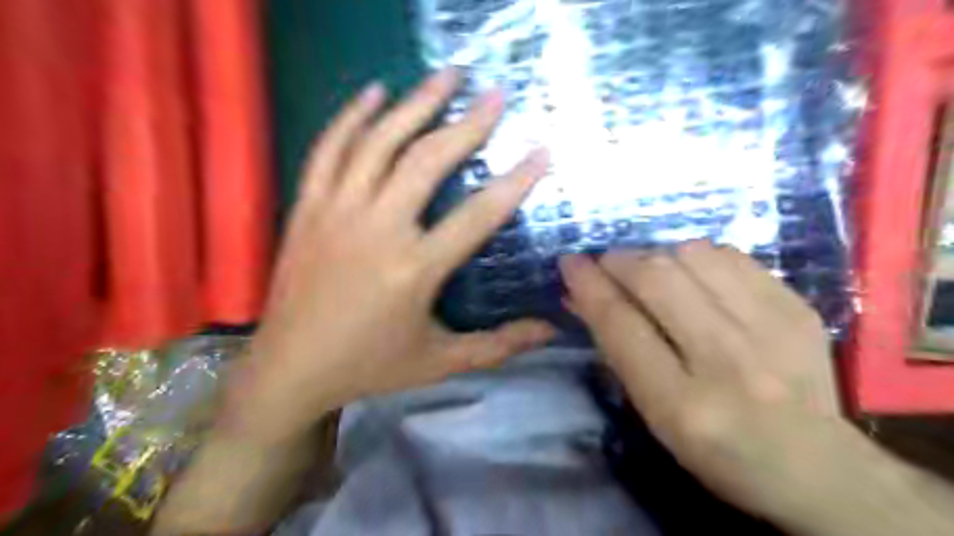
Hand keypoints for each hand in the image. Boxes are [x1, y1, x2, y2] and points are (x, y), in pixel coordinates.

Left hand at [230, 66, 556, 444]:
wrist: (290, 368)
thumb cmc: (370, 365)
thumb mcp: (440, 361)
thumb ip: (498, 344)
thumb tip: (551, 331)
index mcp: (413, 270)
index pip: (477, 215)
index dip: (515, 182)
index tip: (541, 152)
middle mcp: (376, 231)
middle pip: (426, 161)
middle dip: (466, 124)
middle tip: (494, 94)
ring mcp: (337, 212)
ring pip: (378, 142)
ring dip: (415, 104)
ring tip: (446, 76)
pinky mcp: (309, 208)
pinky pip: (329, 149)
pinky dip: (351, 116)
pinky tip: (375, 92)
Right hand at [560, 244, 899, 527]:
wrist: (817, 465)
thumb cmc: (715, 449)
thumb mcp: (653, 413)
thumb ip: (617, 349)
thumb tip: (582, 295)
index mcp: (681, 403)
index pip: (621, 324)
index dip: (589, 285)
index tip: (570, 262)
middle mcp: (727, 360)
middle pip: (656, 278)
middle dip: (620, 260)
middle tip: (609, 264)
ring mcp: (771, 328)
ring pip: (693, 254)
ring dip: (659, 255)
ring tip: (654, 273)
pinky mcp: (797, 307)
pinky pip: (731, 255)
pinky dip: (699, 258)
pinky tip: (696, 277)